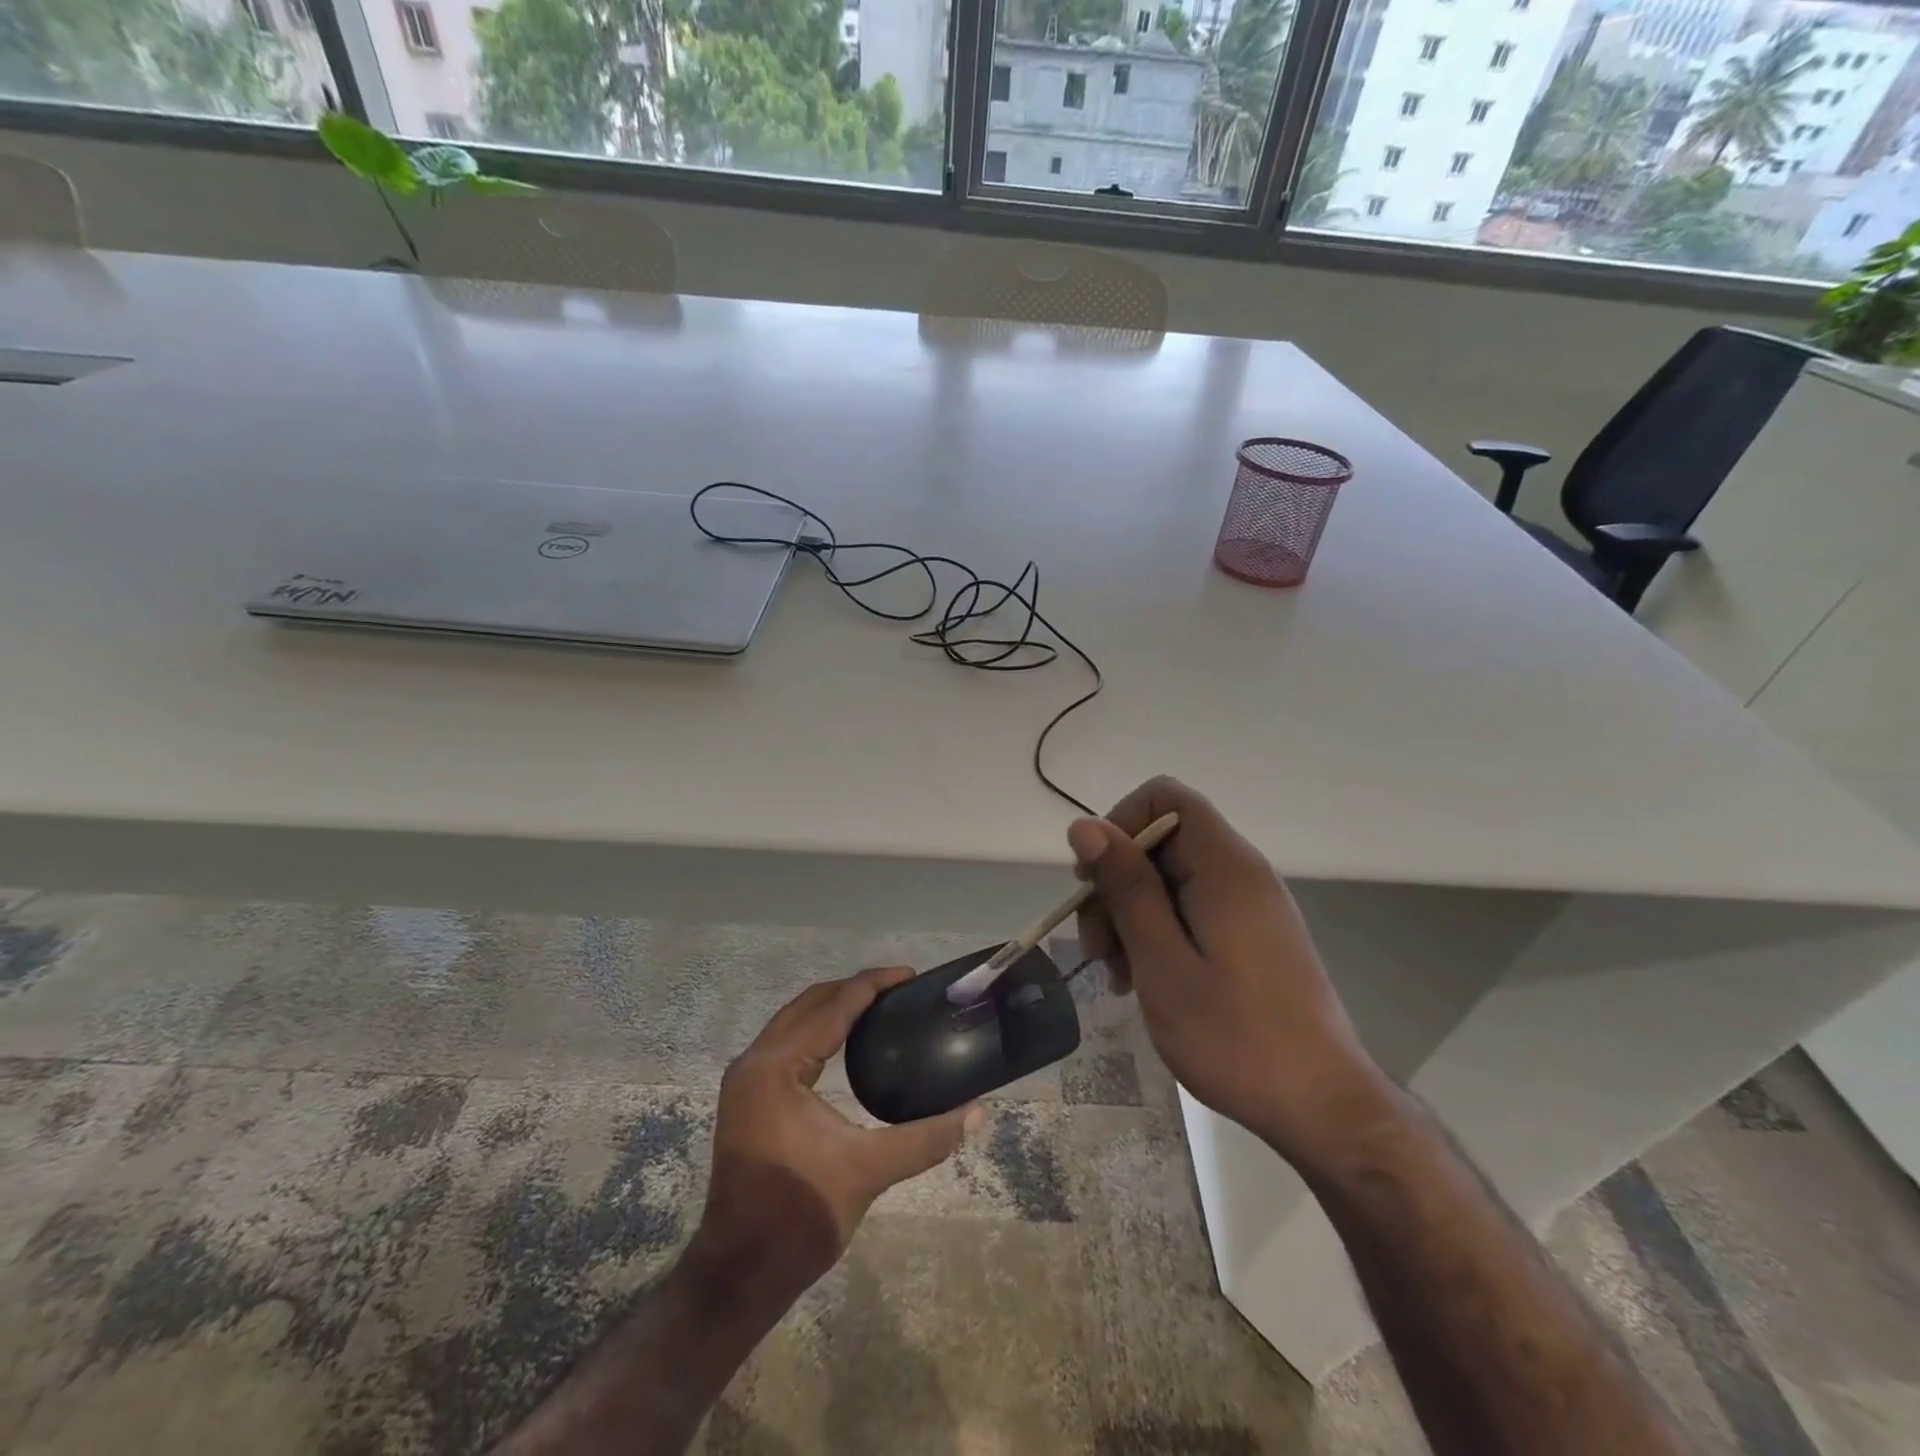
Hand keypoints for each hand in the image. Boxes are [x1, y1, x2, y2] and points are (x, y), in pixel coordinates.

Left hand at [691, 966, 980, 1300]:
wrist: (739, 1273)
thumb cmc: (799, 1215)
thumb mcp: (868, 1171)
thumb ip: (925, 1137)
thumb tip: (976, 1112)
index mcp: (777, 1066)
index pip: (832, 1006)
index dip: (872, 984)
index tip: (910, 975)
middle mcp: (755, 1061)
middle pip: (810, 1003)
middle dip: (854, 989)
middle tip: (899, 989)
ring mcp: (746, 1079)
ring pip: (794, 1020)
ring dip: (834, 1006)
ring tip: (879, 1006)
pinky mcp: (748, 1096)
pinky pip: (787, 1041)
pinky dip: (818, 1030)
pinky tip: (846, 1040)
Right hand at [1071, 776, 1391, 1166]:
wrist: (1321, 1108)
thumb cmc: (1234, 1036)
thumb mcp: (1163, 961)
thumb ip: (1126, 887)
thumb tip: (1086, 826)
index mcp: (1224, 866)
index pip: (1164, 797)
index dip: (1119, 824)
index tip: (1095, 880)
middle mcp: (1240, 873)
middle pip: (1161, 841)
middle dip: (1117, 883)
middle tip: (1097, 946)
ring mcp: (1249, 906)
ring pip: (1170, 879)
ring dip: (1131, 916)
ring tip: (1117, 975)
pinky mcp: (1251, 936)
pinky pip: (1191, 910)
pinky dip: (1158, 934)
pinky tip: (1143, 981)